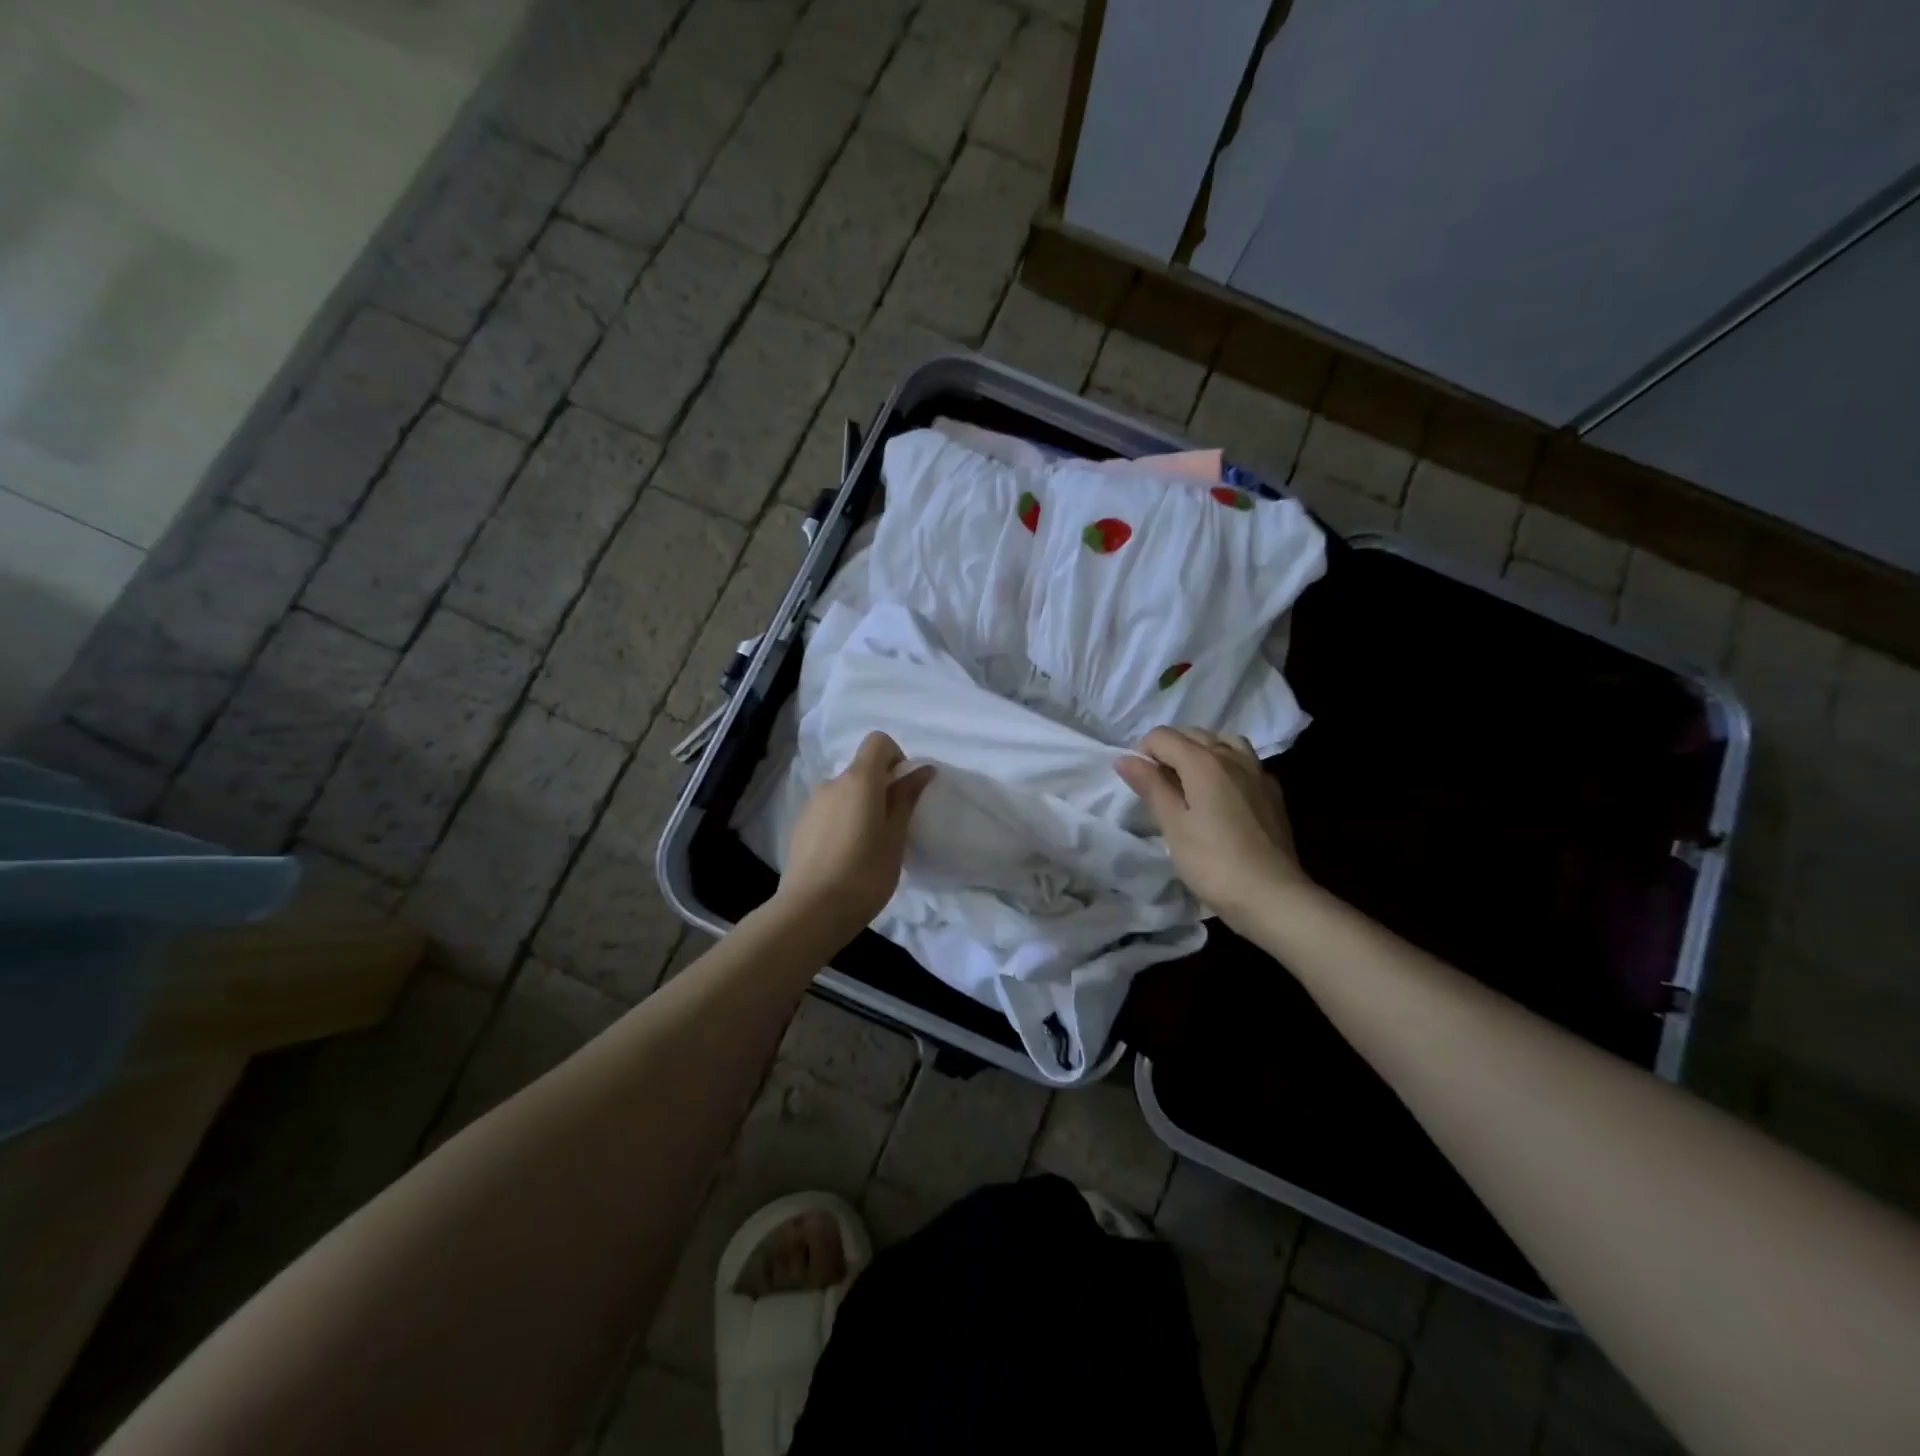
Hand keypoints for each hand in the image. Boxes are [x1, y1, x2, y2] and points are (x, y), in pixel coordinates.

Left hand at [776, 732, 935, 941]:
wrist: (810, 911)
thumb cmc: (865, 872)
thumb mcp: (895, 836)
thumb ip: (907, 798)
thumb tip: (923, 769)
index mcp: (859, 780)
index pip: (878, 741)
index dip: (896, 756)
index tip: (904, 789)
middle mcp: (832, 783)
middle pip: (861, 769)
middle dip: (881, 788)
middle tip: (893, 826)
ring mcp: (812, 805)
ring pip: (844, 793)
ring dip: (860, 807)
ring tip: (869, 847)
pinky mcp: (800, 827)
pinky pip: (829, 812)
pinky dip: (842, 822)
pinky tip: (846, 857)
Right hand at [1116, 726, 1308, 930]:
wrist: (1273, 896)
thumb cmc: (1213, 863)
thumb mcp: (1173, 826)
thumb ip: (1151, 786)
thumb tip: (1125, 758)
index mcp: (1204, 762)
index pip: (1162, 736)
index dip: (1143, 753)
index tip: (1140, 784)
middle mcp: (1232, 757)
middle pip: (1193, 734)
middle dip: (1169, 750)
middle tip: (1159, 787)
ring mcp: (1257, 772)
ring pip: (1223, 742)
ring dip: (1201, 752)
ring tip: (1190, 782)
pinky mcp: (1272, 792)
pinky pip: (1244, 761)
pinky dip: (1225, 764)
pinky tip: (1222, 793)